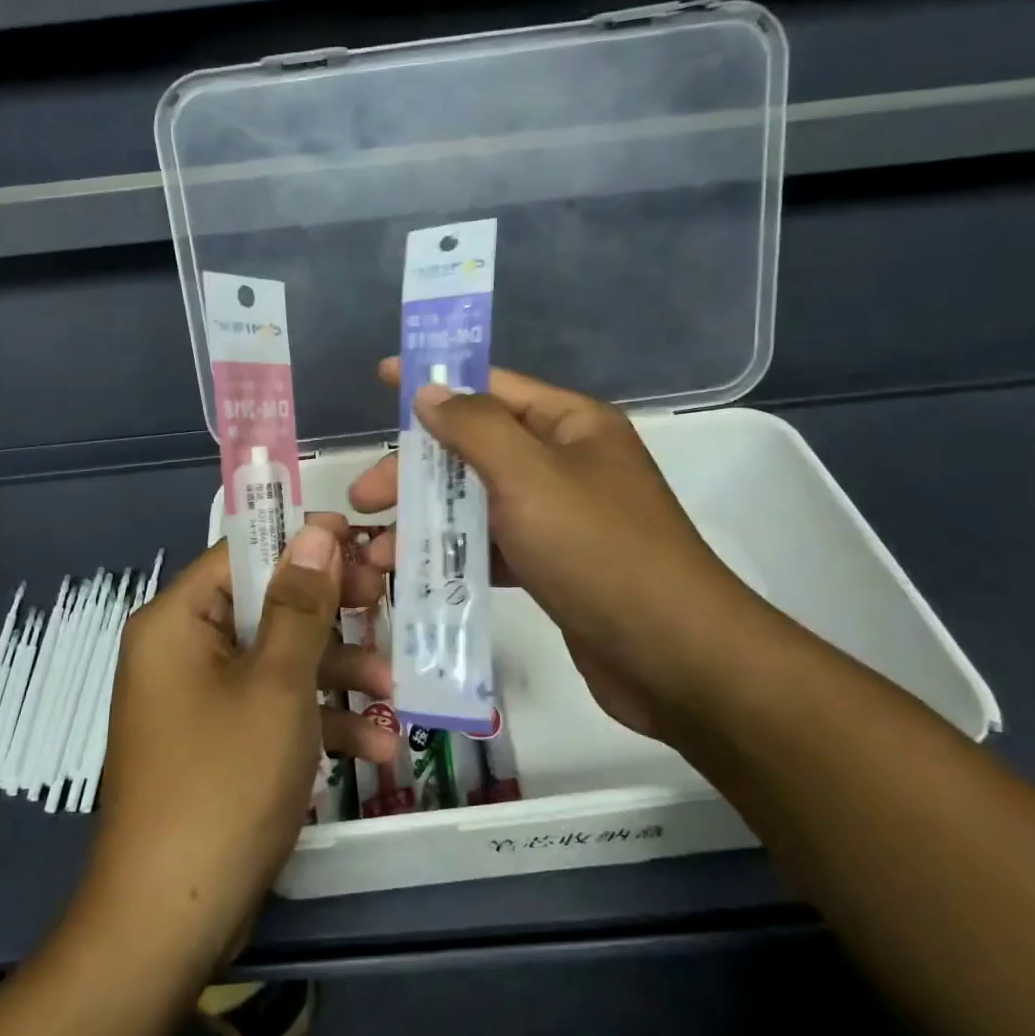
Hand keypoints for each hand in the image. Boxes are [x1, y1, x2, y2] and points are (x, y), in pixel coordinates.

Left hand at [86, 525, 398, 973]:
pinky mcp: (218, 742)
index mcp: (179, 620)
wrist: (168, 924)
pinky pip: (270, 708)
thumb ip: (302, 604)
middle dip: (332, 615)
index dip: (305, 543)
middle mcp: (183, 650)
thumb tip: (318, 529)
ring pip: (278, 660)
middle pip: (267, 606)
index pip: (245, 553)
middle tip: (387, 603)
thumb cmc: (224, 783)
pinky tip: (375, 746)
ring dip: (337, 674)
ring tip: (395, 690)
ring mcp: (200, 699)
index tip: (363, 543)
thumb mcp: (277, 685)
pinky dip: (316, 720)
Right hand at [350, 360, 774, 742]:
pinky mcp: (554, 565)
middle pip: (475, 449)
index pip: (491, 386)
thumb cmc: (598, 550)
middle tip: (361, 498)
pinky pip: (493, 546)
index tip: (382, 378)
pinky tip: (415, 575)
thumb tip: (430, 390)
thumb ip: (474, 427)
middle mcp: (566, 462)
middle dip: (415, 471)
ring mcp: (561, 516)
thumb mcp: (529, 476)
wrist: (673, 657)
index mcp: (570, 424)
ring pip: (478, 502)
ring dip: (427, 520)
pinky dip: (455, 555)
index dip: (435, 382)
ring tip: (376, 552)